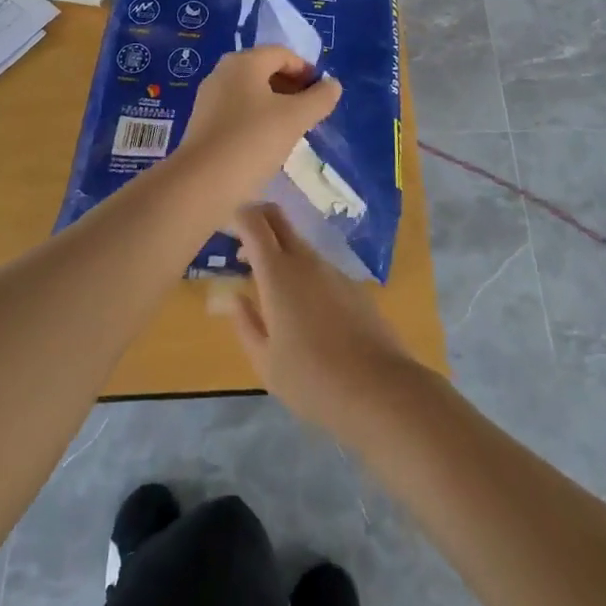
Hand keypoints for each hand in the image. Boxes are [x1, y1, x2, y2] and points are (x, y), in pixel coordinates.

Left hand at [173, 47, 340, 205]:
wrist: (201, 184)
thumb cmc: (252, 141)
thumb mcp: (295, 118)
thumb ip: (319, 98)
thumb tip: (333, 85)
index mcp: (244, 62)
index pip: (283, 54)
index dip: (306, 70)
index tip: (322, 95)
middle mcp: (223, 72)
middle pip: (265, 70)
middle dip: (291, 87)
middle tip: (310, 112)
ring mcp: (209, 98)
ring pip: (251, 92)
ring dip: (275, 105)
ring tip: (293, 129)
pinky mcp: (203, 123)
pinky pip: (237, 111)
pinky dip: (257, 119)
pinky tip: (267, 143)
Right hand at [225, 202, 419, 435]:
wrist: (378, 389)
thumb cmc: (311, 379)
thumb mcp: (265, 361)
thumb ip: (245, 323)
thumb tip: (235, 297)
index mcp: (278, 273)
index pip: (254, 221)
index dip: (239, 216)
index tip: (227, 232)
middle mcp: (306, 260)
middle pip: (278, 218)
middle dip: (258, 221)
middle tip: (243, 252)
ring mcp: (333, 270)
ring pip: (299, 245)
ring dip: (280, 254)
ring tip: (271, 295)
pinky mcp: (353, 285)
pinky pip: (319, 268)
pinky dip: (303, 275)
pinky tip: (306, 315)